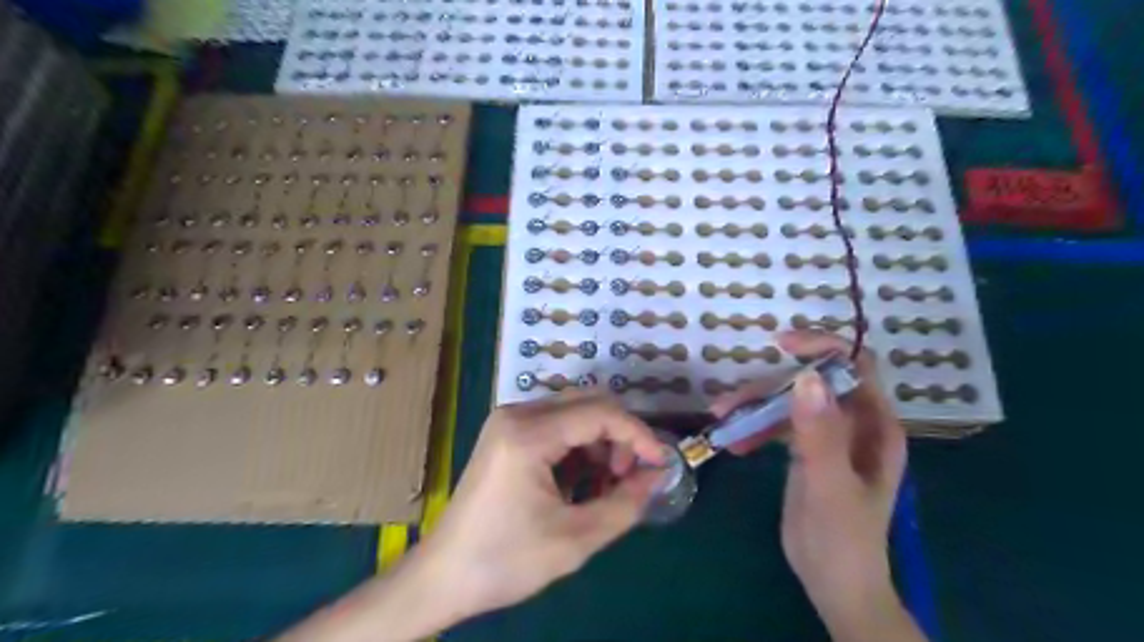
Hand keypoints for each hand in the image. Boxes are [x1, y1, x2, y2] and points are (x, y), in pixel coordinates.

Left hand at [417, 391, 666, 617]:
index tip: (661, 463)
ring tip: (606, 487)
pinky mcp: (507, 434)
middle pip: (588, 404)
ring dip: (600, 443)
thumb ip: (625, 503)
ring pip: (574, 414)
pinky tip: (582, 483)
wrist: (443, 576)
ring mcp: (509, 421)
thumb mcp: (575, 539)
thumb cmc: (505, 560)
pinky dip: (579, 449)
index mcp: (528, 434)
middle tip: (628, 479)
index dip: (638, 435)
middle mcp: (517, 414)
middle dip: (619, 437)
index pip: (600, 413)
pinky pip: (556, 427)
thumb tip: (658, 475)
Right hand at [711, 333, 917, 639]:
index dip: (823, 347)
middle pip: (811, 384)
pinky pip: (778, 425)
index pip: (855, 366)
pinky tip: (735, 443)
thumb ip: (820, 434)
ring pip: (789, 403)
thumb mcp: (831, 486)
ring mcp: (828, 437)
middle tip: (730, 402)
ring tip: (721, 420)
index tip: (782, 345)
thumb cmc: (844, 539)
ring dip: (755, 407)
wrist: (835, 585)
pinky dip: (755, 428)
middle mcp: (854, 423)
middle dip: (770, 387)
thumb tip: (804, 377)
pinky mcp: (806, 451)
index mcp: (874, 425)